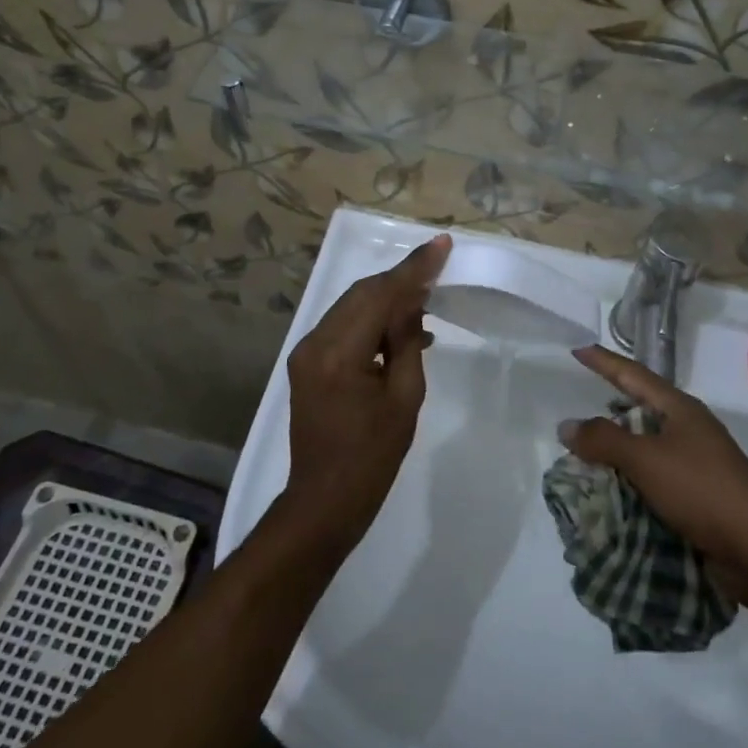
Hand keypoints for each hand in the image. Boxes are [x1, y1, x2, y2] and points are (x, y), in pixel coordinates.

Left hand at [281, 235, 451, 551]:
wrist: (324, 501)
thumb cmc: (372, 457)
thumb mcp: (404, 398)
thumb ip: (408, 343)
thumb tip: (412, 305)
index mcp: (339, 352)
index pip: (380, 296)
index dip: (413, 269)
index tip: (441, 245)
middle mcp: (315, 342)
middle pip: (361, 294)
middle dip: (400, 279)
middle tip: (437, 266)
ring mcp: (306, 353)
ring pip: (351, 307)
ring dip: (386, 299)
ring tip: (425, 298)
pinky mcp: (307, 364)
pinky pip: (344, 328)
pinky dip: (371, 321)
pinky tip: (401, 329)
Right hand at [560, 345, 747, 600]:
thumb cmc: (702, 491)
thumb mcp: (646, 460)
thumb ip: (604, 440)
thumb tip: (566, 425)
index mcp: (681, 409)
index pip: (634, 375)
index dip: (604, 361)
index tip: (579, 349)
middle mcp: (689, 429)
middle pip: (641, 408)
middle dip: (609, 408)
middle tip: (577, 406)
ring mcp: (696, 462)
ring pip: (645, 445)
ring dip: (616, 450)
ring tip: (583, 453)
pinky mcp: (697, 494)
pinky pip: (653, 476)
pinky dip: (629, 478)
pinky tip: (610, 489)